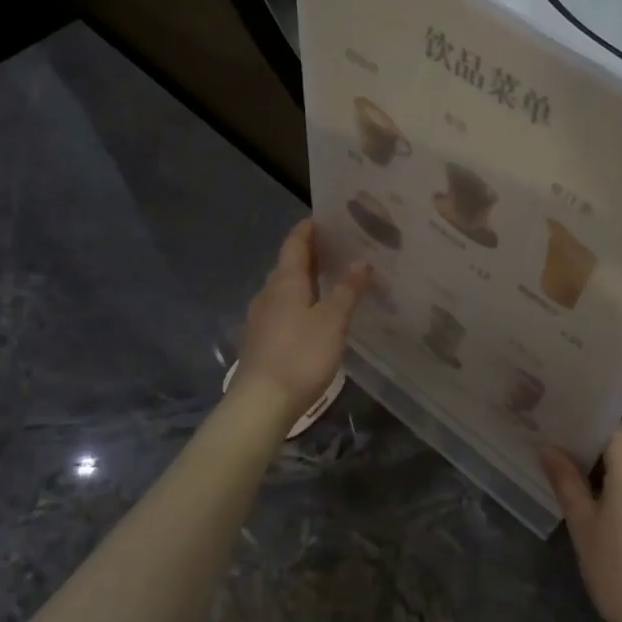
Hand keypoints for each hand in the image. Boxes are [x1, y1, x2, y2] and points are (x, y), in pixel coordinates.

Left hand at [234, 220, 369, 423]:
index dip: (308, 230)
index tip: (323, 219)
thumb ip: (347, 290)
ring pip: (283, 289)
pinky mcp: (260, 341)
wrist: (261, 403)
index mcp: (285, 282)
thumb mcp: (332, 322)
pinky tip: (313, 315)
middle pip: (287, 265)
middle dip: (309, 254)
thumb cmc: (300, 356)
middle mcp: (268, 294)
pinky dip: (298, 302)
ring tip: (330, 280)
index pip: (294, 244)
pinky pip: (281, 310)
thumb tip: (361, 261)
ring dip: (304, 280)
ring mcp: (260, 319)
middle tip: (337, 249)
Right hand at [543, 427, 621, 621]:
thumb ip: (566, 480)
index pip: (610, 426)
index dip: (585, 423)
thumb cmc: (616, 570)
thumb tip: (548, 448)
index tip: (559, 426)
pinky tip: (610, 506)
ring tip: (581, 481)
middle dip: (596, 449)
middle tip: (562, 455)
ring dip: (614, 470)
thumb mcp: (583, 524)